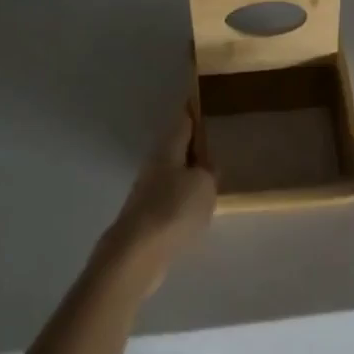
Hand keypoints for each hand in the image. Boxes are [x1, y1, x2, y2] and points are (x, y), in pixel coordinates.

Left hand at [102, 104, 217, 292]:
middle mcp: (154, 164)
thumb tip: (206, 167)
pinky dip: (184, 197)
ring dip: (190, 172)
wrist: (136, 255)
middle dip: (194, 143)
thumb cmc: (173, 210)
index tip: (203, 98)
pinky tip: (198, 207)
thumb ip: (209, 172)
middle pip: (177, 147)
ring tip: (213, 176)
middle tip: (217, 140)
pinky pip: (172, 198)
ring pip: (174, 173)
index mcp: (167, 149)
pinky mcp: (147, 217)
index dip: (194, 109)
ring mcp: (147, 191)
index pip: (183, 120)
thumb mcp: (204, 185)